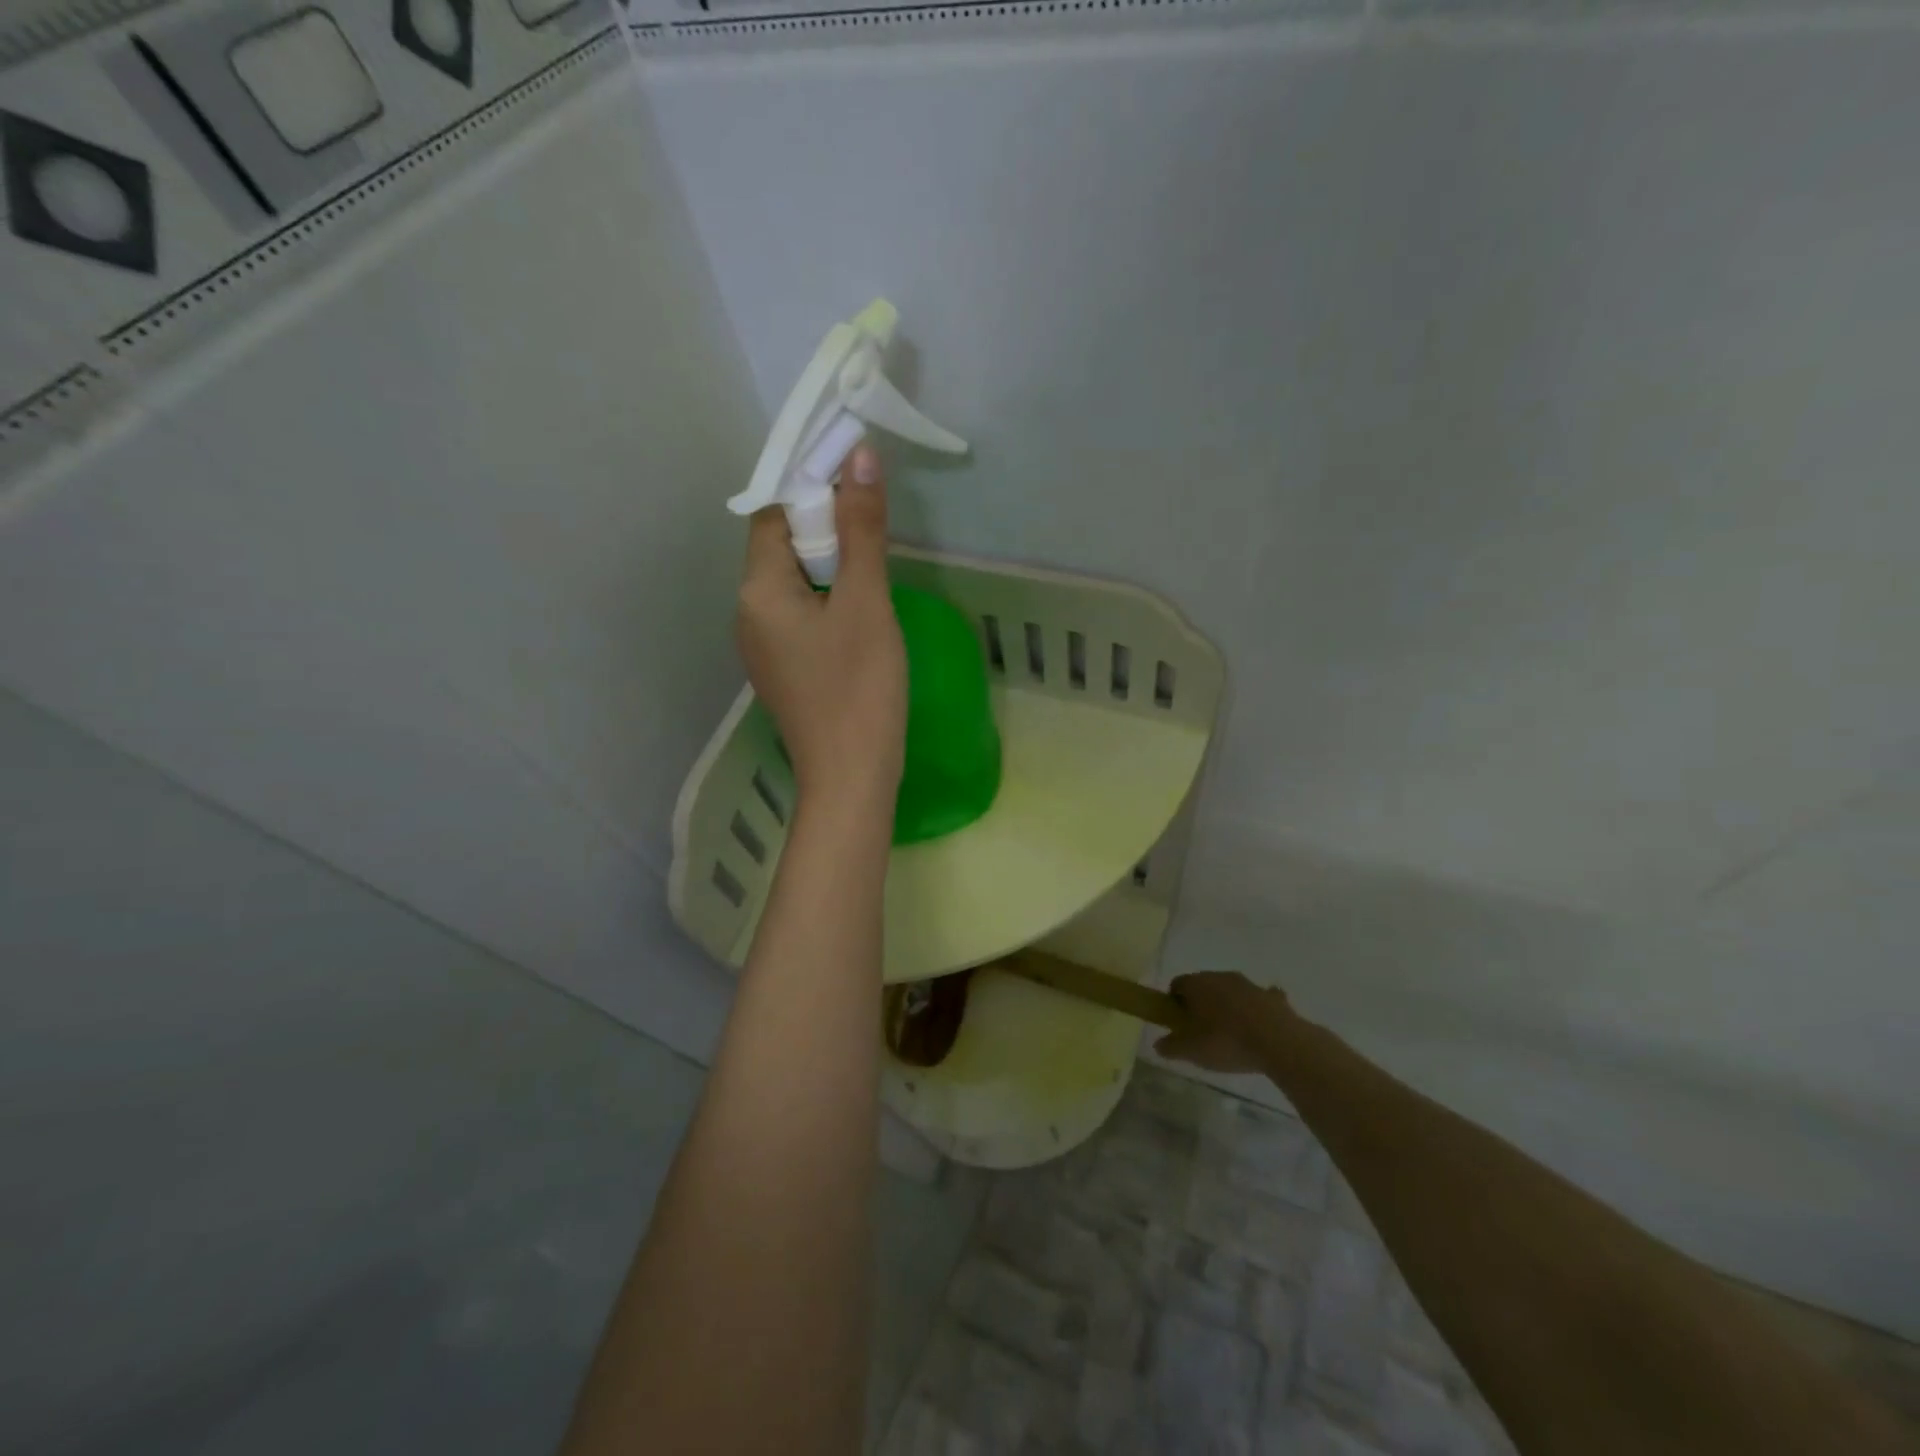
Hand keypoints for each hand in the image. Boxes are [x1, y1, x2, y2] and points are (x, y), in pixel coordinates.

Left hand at [737, 443, 906, 812]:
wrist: (850, 779)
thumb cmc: (858, 688)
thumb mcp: (866, 602)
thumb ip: (862, 530)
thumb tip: (858, 456)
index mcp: (757, 591)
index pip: (774, 516)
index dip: (813, 492)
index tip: (856, 485)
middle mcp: (748, 614)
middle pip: (782, 549)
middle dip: (827, 531)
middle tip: (874, 533)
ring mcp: (764, 648)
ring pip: (795, 586)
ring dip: (832, 569)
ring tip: (874, 574)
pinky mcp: (785, 671)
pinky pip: (801, 618)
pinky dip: (829, 603)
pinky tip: (861, 617)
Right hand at [1155, 971, 1296, 1073]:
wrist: (1277, 1041)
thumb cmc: (1225, 1041)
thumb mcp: (1191, 1050)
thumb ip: (1171, 1046)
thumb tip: (1158, 1044)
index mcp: (1196, 983)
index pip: (1177, 984)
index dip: (1174, 1003)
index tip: (1179, 1023)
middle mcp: (1220, 976)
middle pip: (1204, 986)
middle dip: (1201, 1004)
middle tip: (1202, 1032)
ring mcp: (1249, 985)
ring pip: (1231, 992)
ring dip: (1228, 1007)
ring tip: (1232, 1036)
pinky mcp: (1272, 997)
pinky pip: (1259, 1001)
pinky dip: (1256, 1011)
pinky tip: (1259, 1031)